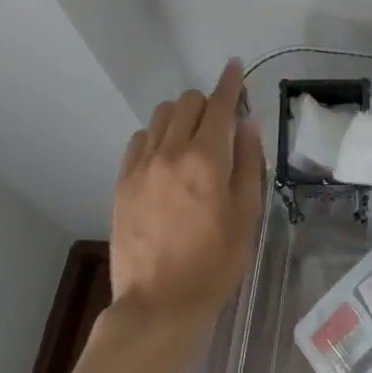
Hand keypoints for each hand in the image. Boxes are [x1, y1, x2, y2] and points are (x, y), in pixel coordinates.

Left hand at [109, 60, 265, 334]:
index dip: (230, 81)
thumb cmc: (214, 264)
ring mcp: (142, 166)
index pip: (220, 102)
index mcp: (206, 158)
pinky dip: (156, 136)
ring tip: (191, 140)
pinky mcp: (123, 182)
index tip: (235, 66)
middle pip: (188, 101)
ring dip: (181, 116)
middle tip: (220, 123)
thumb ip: (248, 162)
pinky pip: (139, 139)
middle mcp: (171, 151)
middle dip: (208, 102)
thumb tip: (246, 123)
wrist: (158, 306)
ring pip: (161, 115)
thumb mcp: (247, 214)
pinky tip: (165, 158)